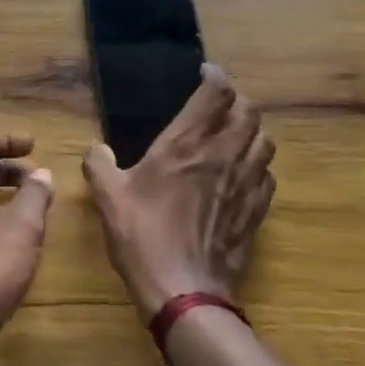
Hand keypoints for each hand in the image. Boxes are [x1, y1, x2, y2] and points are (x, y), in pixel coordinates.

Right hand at [83, 65, 274, 320]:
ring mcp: (244, 184)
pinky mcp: (255, 212)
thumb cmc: (144, 238)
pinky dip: (258, 166)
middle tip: (220, 103)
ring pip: (264, 141)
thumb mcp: (109, 198)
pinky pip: (267, 176)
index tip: (206, 72)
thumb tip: (96, 150)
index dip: (215, 76)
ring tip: (236, 134)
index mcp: (186, 144)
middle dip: (237, 99)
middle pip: (249, 111)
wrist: (184, 293)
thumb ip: (99, 165)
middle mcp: (222, 155)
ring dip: (253, 131)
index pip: (216, 94)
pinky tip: (244, 174)